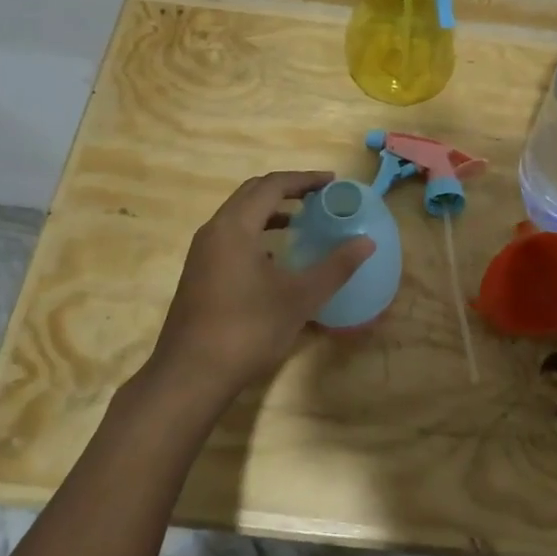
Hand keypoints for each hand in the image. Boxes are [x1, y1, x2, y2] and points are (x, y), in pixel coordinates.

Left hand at [144, 172, 373, 409]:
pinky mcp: (198, 273)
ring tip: (301, 222)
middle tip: (319, 197)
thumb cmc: (247, 330)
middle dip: (287, 189)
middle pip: (252, 193)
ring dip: (270, 211)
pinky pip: (230, 237)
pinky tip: (274, 258)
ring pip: (238, 216)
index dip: (305, 179)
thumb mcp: (299, 298)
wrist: (190, 376)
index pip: (273, 185)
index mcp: (235, 226)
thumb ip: (335, 267)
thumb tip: (366, 243)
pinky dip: (255, 233)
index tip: (332, 182)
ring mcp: (202, 253)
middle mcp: (214, 230)